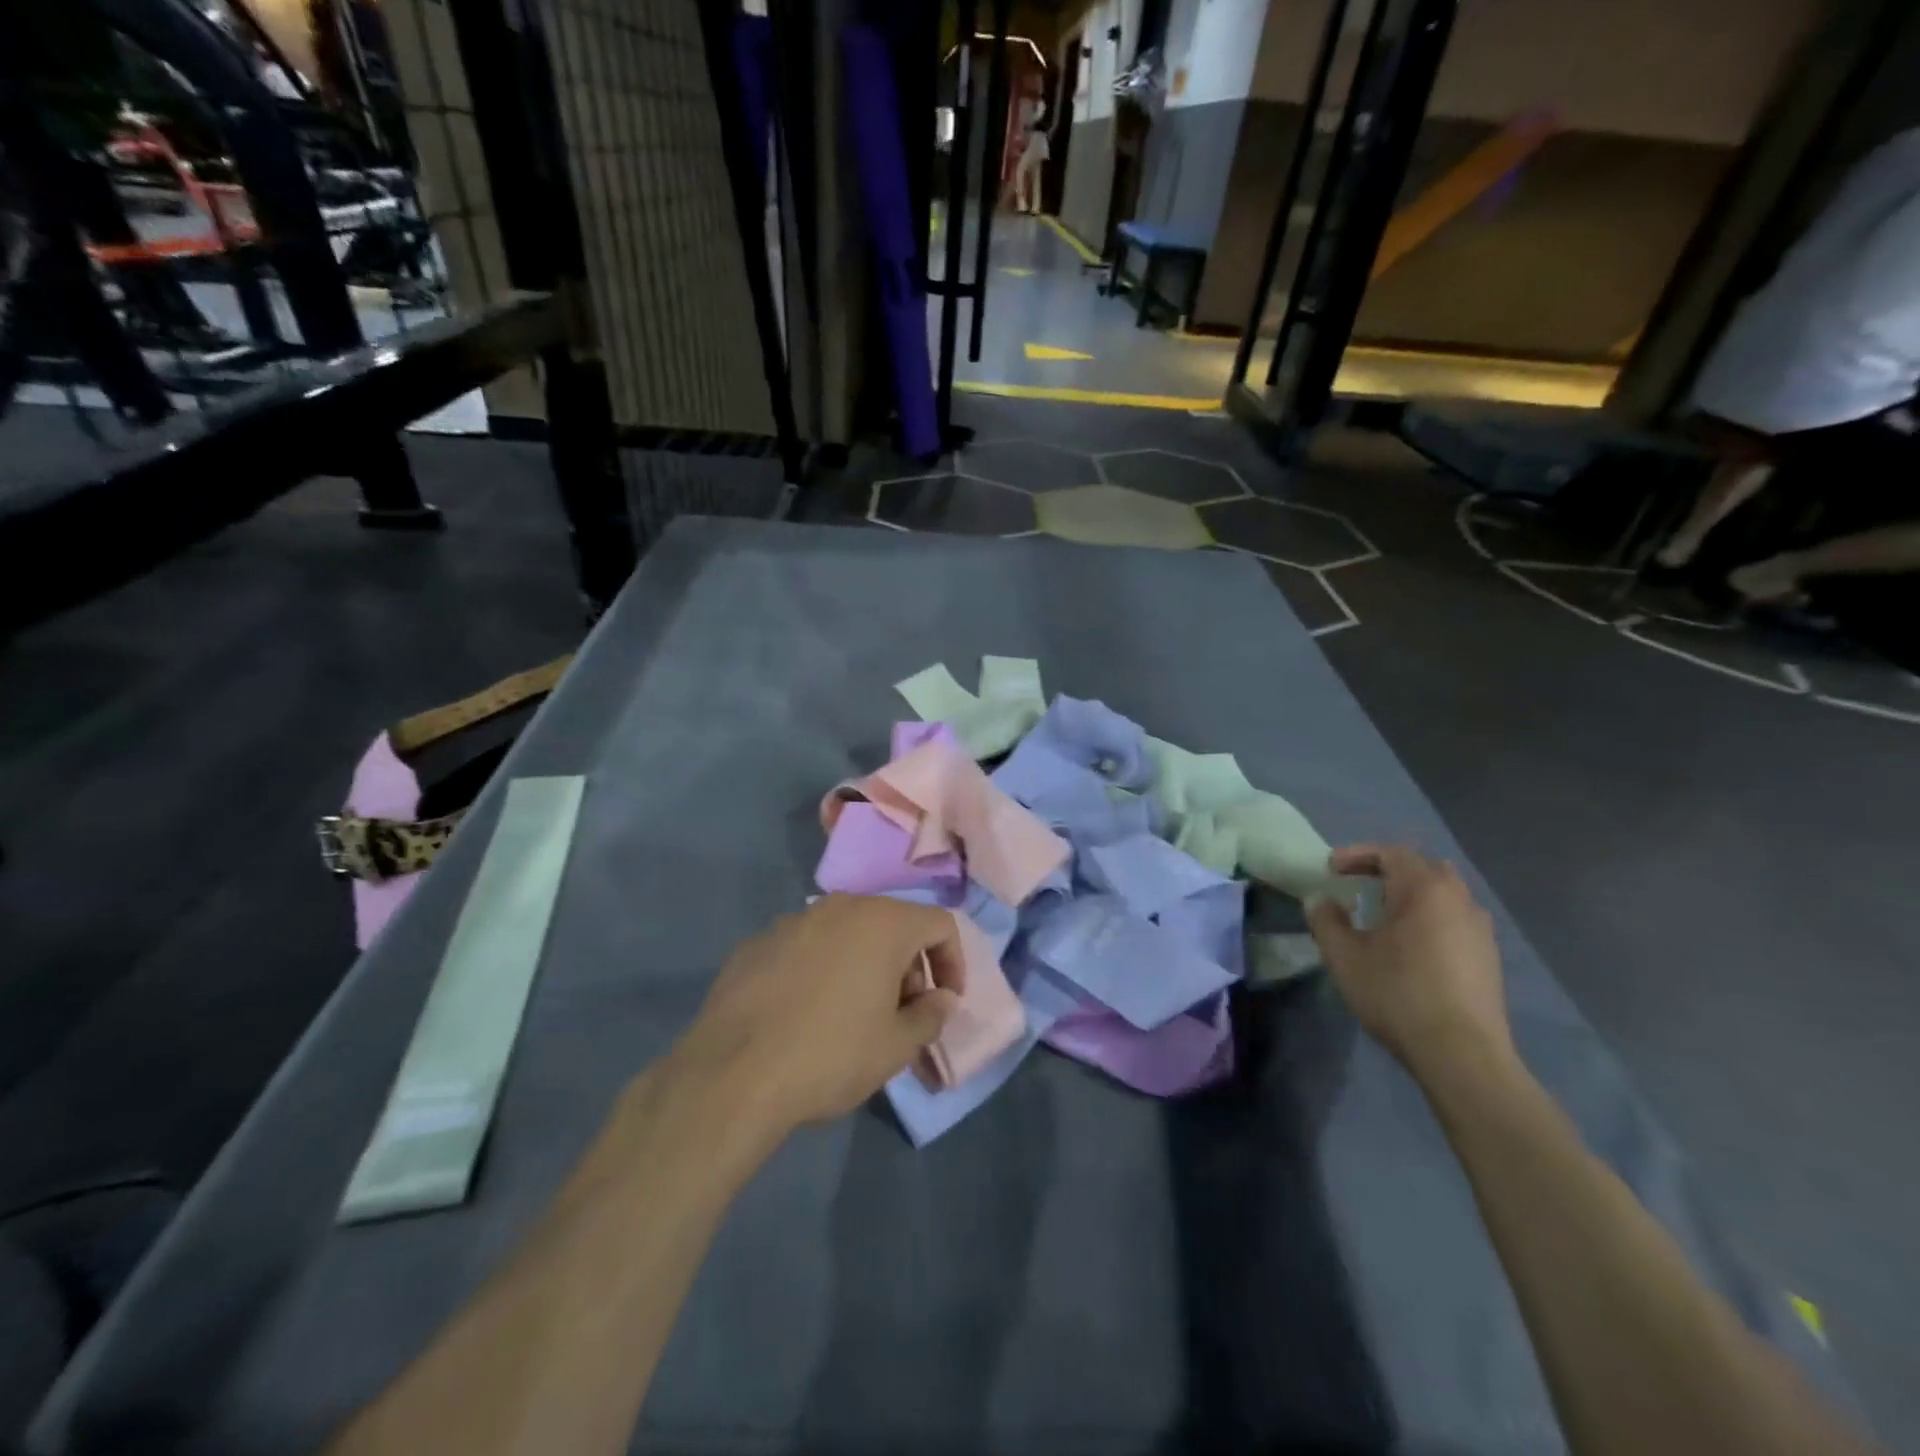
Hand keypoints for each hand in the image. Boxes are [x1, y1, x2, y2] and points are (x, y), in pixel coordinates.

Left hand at [669, 895, 963, 1137]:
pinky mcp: (757, 942)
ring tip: (852, 1014)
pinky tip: (804, 1012)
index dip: (953, 961)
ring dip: (863, 964)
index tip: (944, 1002)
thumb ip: (930, 1016)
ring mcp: (794, 920)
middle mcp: (840, 906)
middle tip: (901, 1013)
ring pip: (846, 933)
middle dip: (907, 965)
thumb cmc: (831, 1055)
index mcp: (883, 922)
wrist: (733, 1074)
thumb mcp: (896, 1046)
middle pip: (892, 924)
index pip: (939, 923)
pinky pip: (805, 947)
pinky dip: (820, 969)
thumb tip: (942, 999)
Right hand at [1306, 845, 1512, 1082]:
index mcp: (1425, 890)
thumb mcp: (1345, 956)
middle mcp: (1459, 900)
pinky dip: (1429, 916)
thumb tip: (1320, 900)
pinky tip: (1410, 944)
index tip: (1331, 870)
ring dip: (1410, 894)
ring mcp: (1479, 929)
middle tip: (1357, 884)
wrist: (1462, 1055)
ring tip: (1382, 914)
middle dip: (1386, 869)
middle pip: (1422, 867)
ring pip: (1443, 893)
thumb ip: (1326, 921)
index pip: (1390, 853)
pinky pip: (1454, 918)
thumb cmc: (1398, 994)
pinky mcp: (1488, 957)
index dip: (1357, 855)